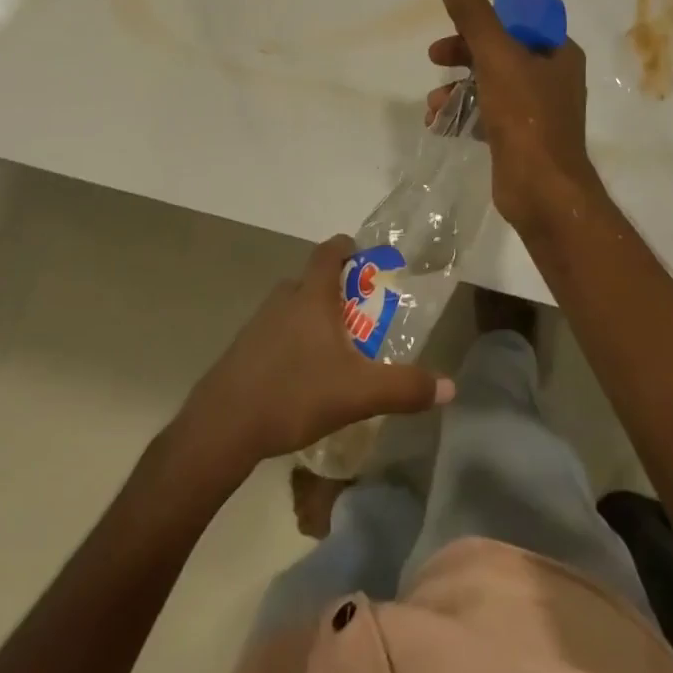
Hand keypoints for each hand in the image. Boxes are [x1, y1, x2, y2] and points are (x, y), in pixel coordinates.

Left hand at [175, 235, 454, 473]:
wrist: (223, 426)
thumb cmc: (294, 393)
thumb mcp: (358, 393)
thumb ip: (404, 387)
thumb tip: (449, 386)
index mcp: (311, 297)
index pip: (329, 252)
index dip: (346, 247)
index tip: (362, 252)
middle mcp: (284, 300)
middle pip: (311, 280)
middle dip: (336, 291)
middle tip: (361, 313)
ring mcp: (258, 324)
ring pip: (292, 308)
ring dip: (314, 318)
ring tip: (336, 348)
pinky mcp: (243, 351)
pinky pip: (275, 333)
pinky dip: (293, 342)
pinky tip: (303, 376)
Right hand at [427, 0, 599, 231]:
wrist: (542, 189)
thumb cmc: (525, 116)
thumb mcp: (497, 57)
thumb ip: (474, 18)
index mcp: (558, 52)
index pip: (519, 20)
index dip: (484, 19)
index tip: (453, 26)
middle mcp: (552, 77)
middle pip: (501, 51)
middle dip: (463, 54)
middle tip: (434, 57)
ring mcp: (538, 110)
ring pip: (490, 84)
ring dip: (457, 88)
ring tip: (433, 105)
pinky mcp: (521, 137)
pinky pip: (488, 113)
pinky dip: (464, 114)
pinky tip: (439, 124)